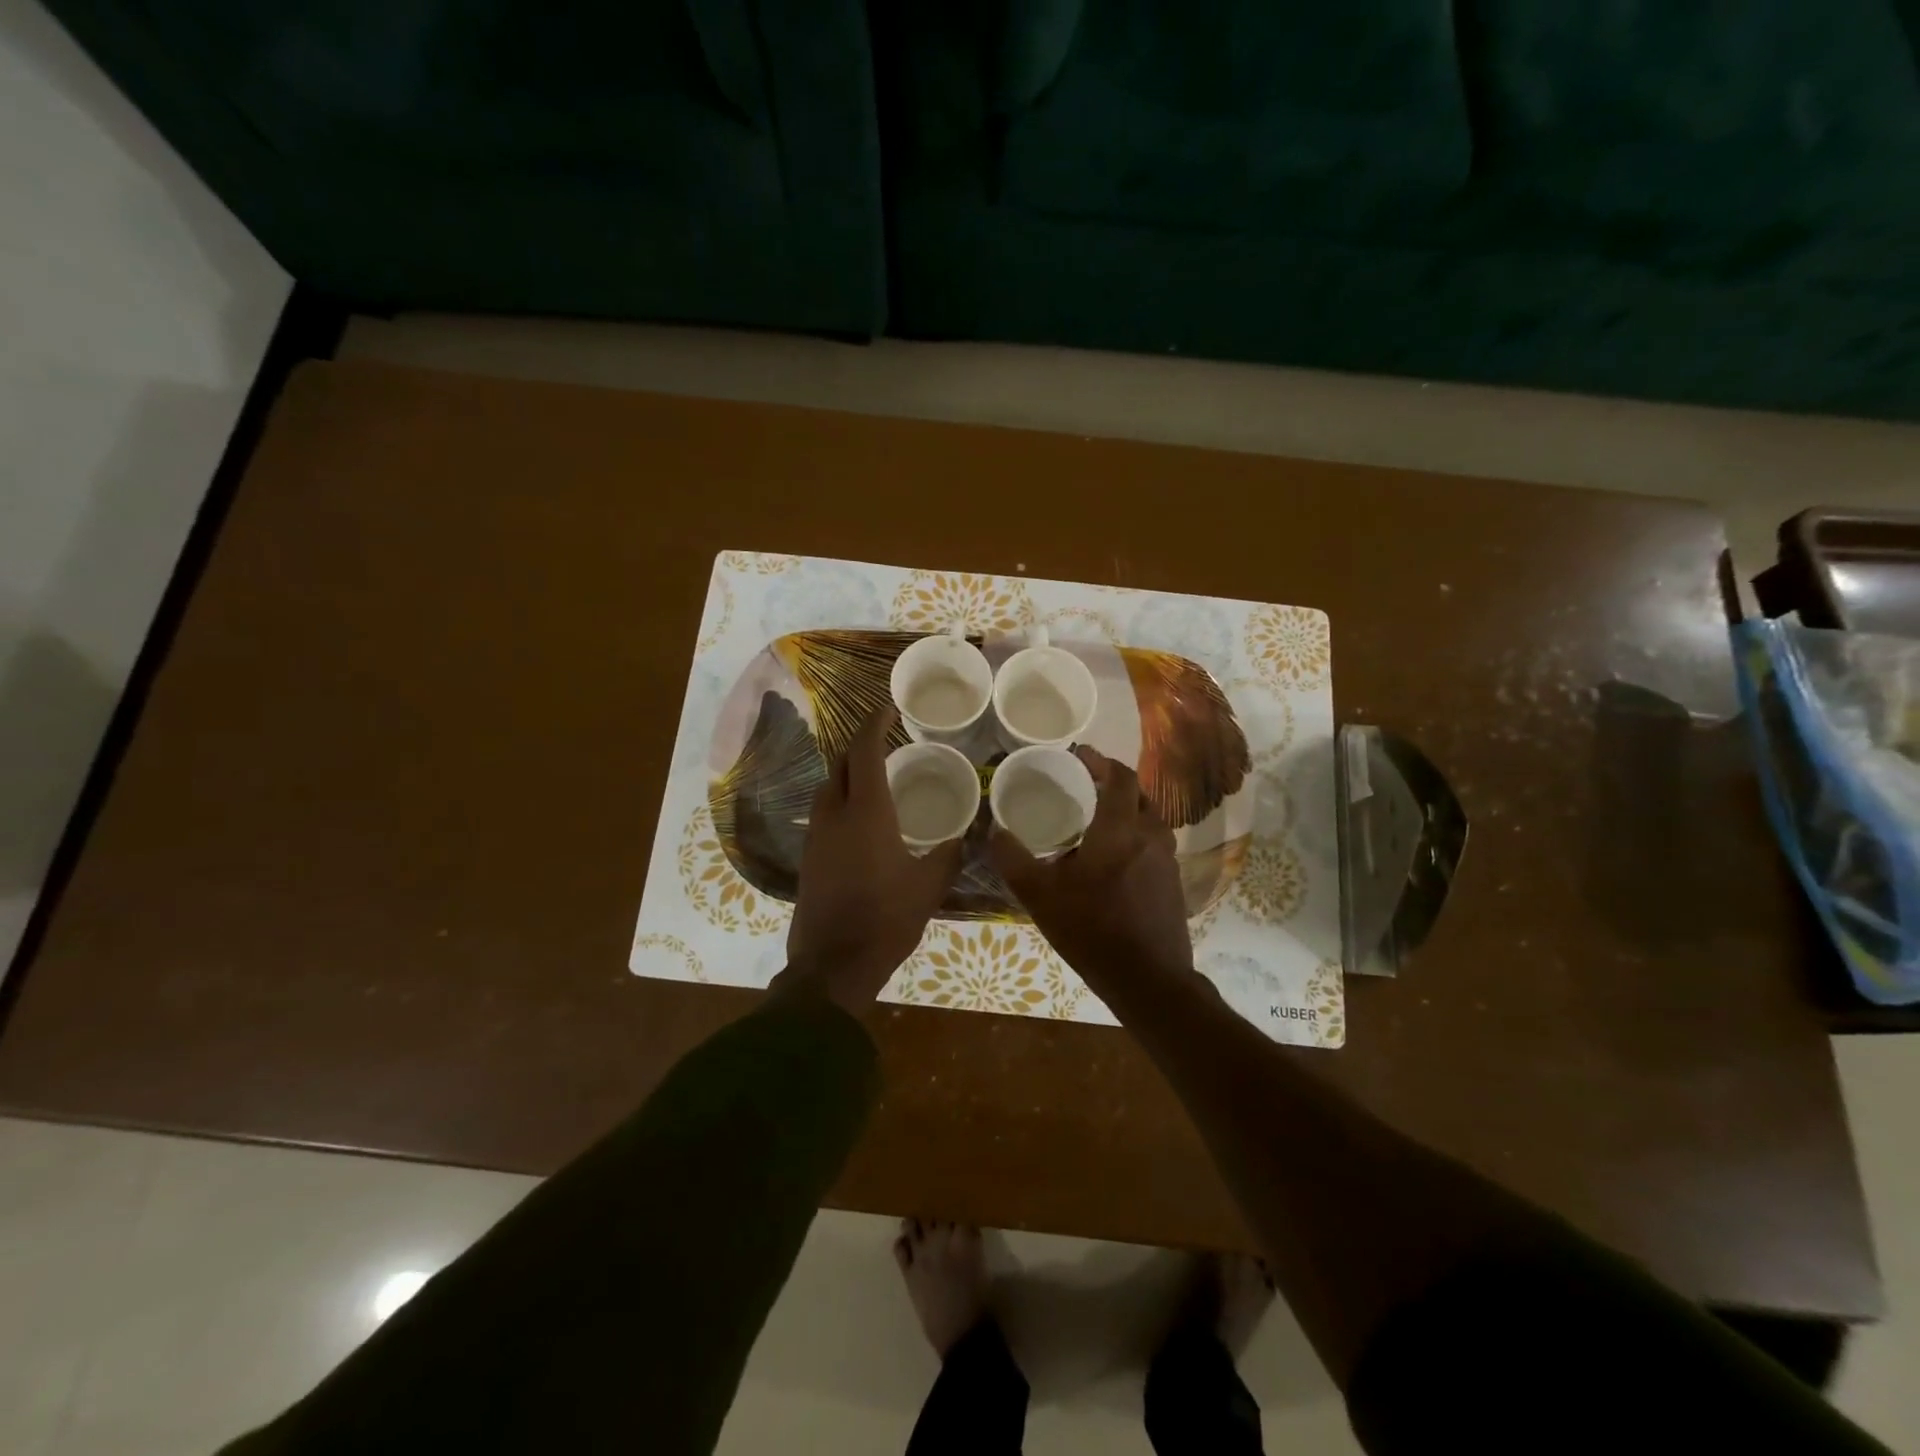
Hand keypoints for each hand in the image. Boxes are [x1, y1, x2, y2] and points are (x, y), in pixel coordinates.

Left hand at [780, 706, 963, 1013]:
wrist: (833, 965)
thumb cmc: (886, 919)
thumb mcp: (928, 886)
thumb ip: (948, 855)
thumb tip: (964, 837)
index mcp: (866, 812)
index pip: (865, 752)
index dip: (873, 725)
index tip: (886, 709)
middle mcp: (834, 815)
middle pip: (840, 765)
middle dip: (859, 746)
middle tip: (884, 741)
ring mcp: (816, 837)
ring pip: (828, 789)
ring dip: (847, 774)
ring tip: (874, 777)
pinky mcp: (808, 859)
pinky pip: (824, 815)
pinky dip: (841, 801)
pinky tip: (861, 819)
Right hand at [988, 746, 1191, 989]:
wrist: (1149, 979)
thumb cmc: (1092, 930)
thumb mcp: (1040, 896)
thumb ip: (1014, 860)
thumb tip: (995, 831)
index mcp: (1120, 830)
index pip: (1120, 778)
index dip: (1101, 761)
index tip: (1080, 755)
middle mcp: (1150, 836)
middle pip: (1138, 794)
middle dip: (1113, 784)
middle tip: (1085, 785)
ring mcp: (1167, 860)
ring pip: (1149, 820)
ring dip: (1126, 811)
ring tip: (1096, 820)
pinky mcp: (1173, 883)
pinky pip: (1153, 844)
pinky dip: (1134, 837)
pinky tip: (1113, 859)